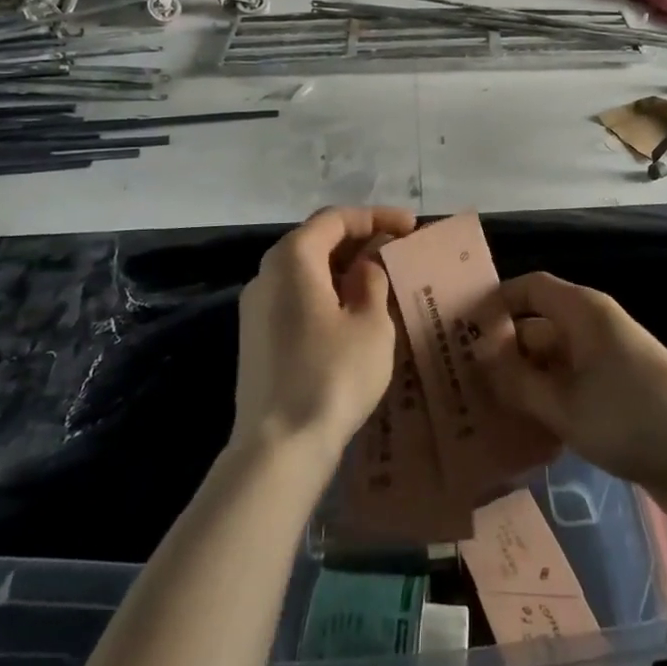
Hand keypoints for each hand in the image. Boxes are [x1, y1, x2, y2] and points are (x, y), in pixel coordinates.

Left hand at [230, 206, 417, 468]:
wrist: (278, 448)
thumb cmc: (332, 375)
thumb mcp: (370, 323)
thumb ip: (372, 282)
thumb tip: (365, 266)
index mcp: (292, 258)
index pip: (335, 219)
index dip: (376, 217)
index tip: (410, 226)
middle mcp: (267, 274)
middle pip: (316, 241)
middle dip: (360, 241)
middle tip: (398, 251)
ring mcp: (256, 308)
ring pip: (305, 271)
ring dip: (343, 269)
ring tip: (382, 281)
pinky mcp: (256, 339)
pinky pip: (296, 298)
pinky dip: (327, 293)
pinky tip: (353, 314)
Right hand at [479, 272, 666, 526]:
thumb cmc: (631, 418)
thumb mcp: (564, 404)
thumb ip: (517, 380)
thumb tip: (479, 355)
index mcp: (583, 311)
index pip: (528, 288)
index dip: (494, 303)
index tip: (459, 333)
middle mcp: (594, 326)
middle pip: (538, 324)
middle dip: (503, 350)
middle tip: (463, 382)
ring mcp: (609, 360)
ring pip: (553, 359)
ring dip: (524, 380)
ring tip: (485, 410)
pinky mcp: (619, 392)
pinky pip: (571, 384)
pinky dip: (548, 399)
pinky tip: (525, 431)